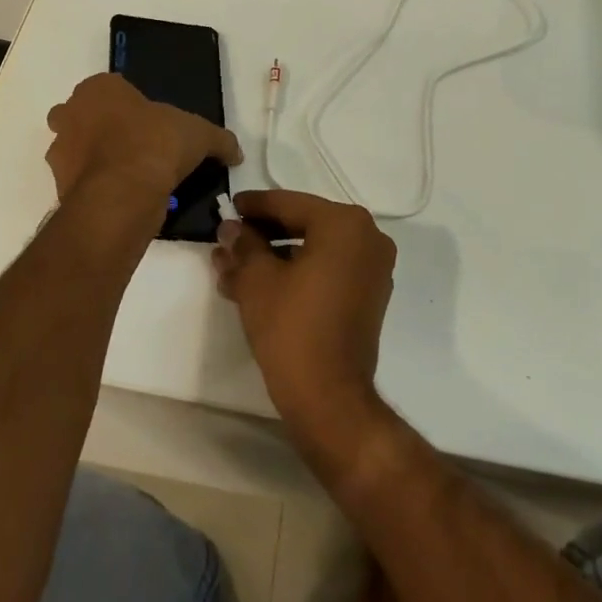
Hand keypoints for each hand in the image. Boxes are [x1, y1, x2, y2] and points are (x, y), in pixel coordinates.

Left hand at [45, 73, 241, 204]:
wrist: (123, 193)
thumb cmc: (157, 144)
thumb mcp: (199, 135)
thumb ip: (219, 140)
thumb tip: (236, 152)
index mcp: (99, 88)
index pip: (110, 88)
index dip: (130, 104)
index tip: (149, 123)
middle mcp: (71, 113)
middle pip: (82, 115)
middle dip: (101, 128)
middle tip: (134, 145)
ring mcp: (60, 150)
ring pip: (75, 148)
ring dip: (94, 159)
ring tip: (129, 176)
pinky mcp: (58, 184)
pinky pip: (79, 181)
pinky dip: (94, 186)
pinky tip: (121, 196)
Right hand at [212, 188, 396, 461]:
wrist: (330, 398)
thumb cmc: (292, 327)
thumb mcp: (257, 280)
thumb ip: (243, 245)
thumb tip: (230, 229)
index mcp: (345, 223)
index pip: (290, 204)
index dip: (254, 206)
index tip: (228, 207)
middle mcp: (368, 237)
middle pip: (304, 224)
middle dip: (263, 234)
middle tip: (229, 239)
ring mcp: (372, 268)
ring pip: (314, 249)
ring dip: (275, 256)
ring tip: (234, 268)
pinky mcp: (369, 296)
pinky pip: (328, 270)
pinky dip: (297, 272)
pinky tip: (260, 285)